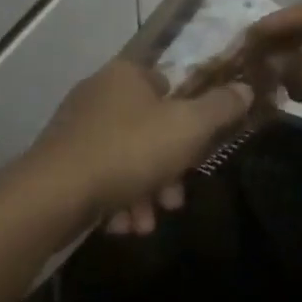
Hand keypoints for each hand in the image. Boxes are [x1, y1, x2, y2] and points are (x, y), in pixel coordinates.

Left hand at [18, 59, 252, 233]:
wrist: (55, 192)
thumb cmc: (129, 150)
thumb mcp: (188, 127)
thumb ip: (220, 108)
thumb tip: (246, 88)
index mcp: (126, 74)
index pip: (168, 85)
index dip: (188, 118)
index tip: (197, 151)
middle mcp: (99, 93)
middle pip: (149, 129)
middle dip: (167, 169)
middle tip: (174, 200)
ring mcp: (76, 127)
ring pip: (127, 158)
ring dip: (144, 193)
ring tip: (146, 223)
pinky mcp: (61, 160)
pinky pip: (101, 176)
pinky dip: (117, 200)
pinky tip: (121, 226)